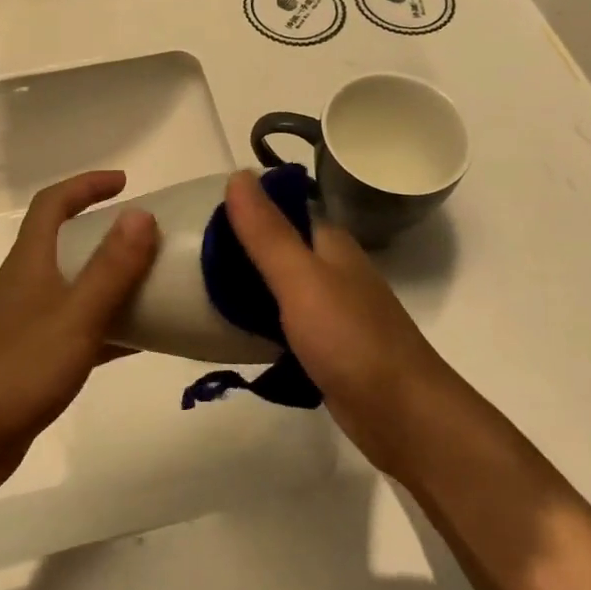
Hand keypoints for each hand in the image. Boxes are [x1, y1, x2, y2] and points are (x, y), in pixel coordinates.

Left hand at [0, 171, 158, 496]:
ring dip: (112, 281)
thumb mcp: (75, 315)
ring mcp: (29, 323)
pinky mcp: (35, 360)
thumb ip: (111, 267)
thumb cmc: (18, 369)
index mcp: (31, 262)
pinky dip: (110, 328)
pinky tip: (143, 341)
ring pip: (76, 287)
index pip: (53, 204)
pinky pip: (81, 330)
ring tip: (156, 284)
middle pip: (67, 243)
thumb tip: (141, 214)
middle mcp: (28, 284)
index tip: (124, 183)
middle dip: (107, 233)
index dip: (86, 185)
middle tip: (150, 238)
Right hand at [223, 169, 458, 476]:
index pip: (281, 210)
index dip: (242, 210)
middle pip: (277, 248)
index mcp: (330, 244)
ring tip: (198, 292)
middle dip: (238, 251)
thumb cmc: (351, 339)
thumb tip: (239, 174)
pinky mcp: (326, 347)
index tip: (196, 219)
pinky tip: (231, 332)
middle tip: (187, 260)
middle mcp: (332, 271)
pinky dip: (259, 322)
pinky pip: (283, 323)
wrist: (403, 415)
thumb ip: (268, 231)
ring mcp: (331, 311)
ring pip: (279, 287)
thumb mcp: (301, 279)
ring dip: (246, 288)